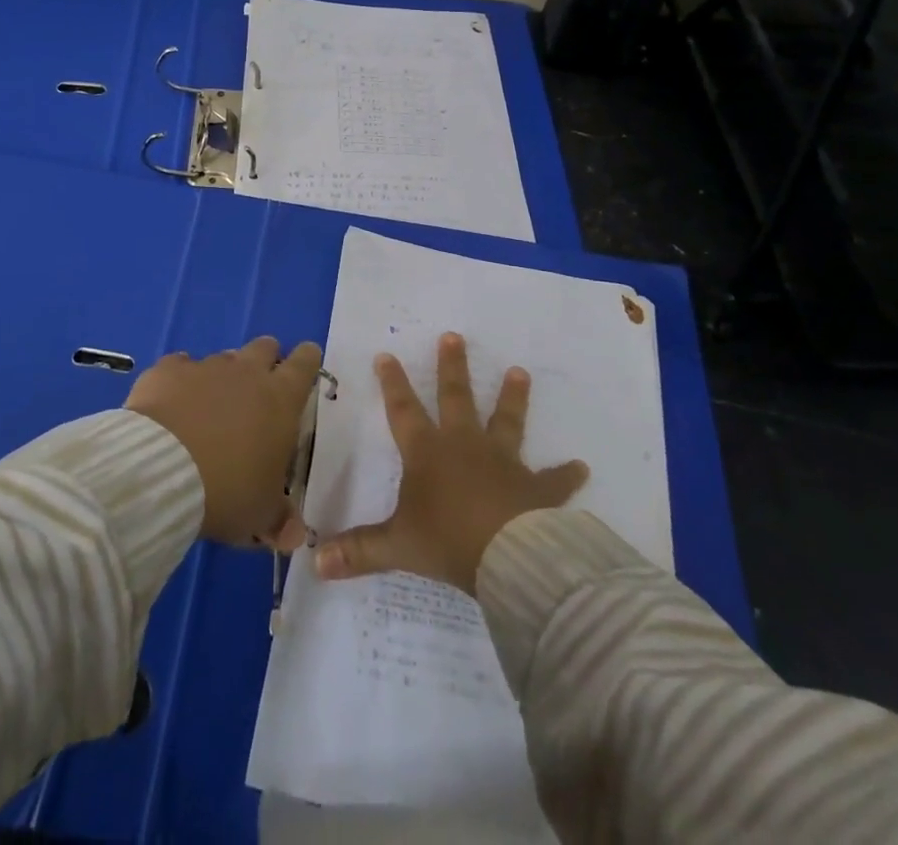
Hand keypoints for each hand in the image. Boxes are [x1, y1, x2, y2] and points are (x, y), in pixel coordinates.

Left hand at [125, 336, 321, 547]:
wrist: (160, 471)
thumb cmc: (227, 491)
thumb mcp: (260, 514)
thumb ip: (280, 519)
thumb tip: (296, 536)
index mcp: (281, 399)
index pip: (305, 364)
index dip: (306, 362)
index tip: (304, 367)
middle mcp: (247, 372)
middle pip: (265, 348)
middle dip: (265, 362)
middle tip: (257, 390)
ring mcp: (205, 367)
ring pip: (223, 358)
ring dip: (223, 376)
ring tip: (211, 407)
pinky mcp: (167, 370)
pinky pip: (179, 366)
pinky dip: (180, 380)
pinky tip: (172, 403)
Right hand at [315, 333, 587, 594]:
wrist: (508, 556)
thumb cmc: (447, 541)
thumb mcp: (397, 546)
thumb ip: (359, 552)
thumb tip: (314, 562)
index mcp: (428, 453)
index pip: (403, 410)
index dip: (392, 383)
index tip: (386, 354)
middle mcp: (464, 446)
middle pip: (456, 398)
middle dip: (453, 367)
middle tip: (455, 335)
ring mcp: (504, 462)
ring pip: (507, 421)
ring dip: (512, 397)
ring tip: (520, 372)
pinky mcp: (537, 488)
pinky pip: (554, 480)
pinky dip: (566, 475)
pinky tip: (582, 468)